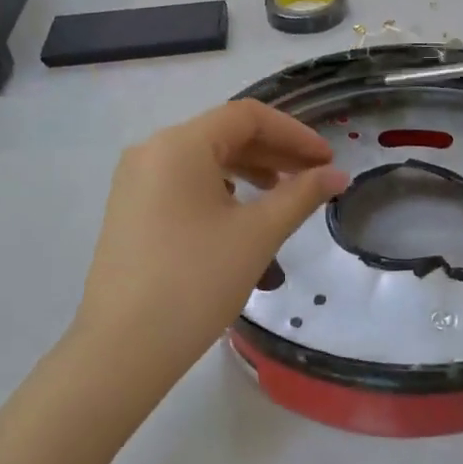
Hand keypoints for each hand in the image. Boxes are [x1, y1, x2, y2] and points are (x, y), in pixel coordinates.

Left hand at [72, 100, 346, 391]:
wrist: (124, 347)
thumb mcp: (258, 234)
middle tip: (314, 177)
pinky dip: (219, 188)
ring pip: (203, 159)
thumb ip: (302, 195)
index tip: (327, 160)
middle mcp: (151, 150)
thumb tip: (338, 175)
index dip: (295, 133)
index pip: (247, 116)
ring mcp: (134, 181)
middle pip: (223, 134)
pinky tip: (239, 214)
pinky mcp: (129, 209)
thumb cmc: (197, 281)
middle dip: (274, 151)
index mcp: (179, 144)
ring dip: (249, 169)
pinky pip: (182, 182)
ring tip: (282, 195)